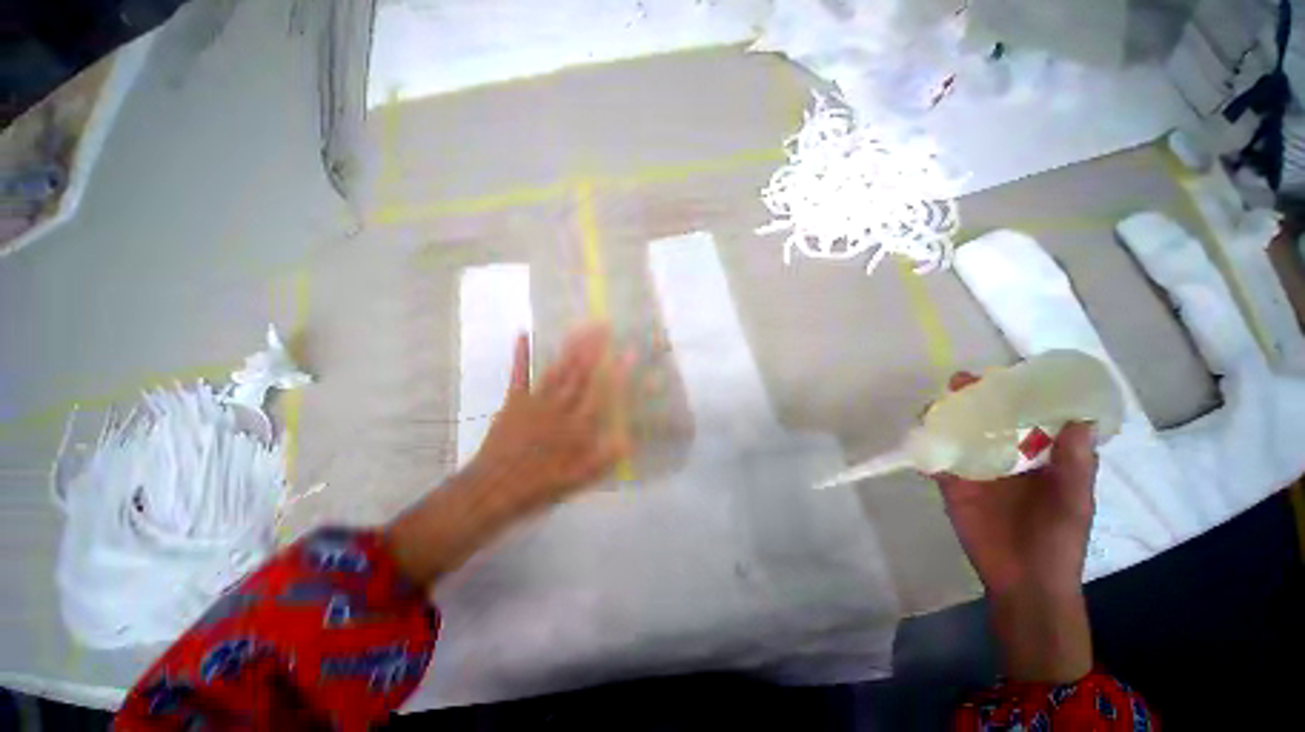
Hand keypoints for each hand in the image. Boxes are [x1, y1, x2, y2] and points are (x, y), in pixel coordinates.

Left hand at [386, 322, 631, 586]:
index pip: (603, 393)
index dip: (618, 372)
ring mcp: (535, 401)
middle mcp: (560, 407)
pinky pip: (519, 374)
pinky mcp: (514, 401)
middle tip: (604, 324)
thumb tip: (630, 440)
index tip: (629, 352)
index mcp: (577, 426)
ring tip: (581, 326)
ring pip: (557, 369)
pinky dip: (521, 354)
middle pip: (580, 373)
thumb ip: (604, 458)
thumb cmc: (539, 486)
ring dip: (570, 346)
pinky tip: (523, 334)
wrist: (493, 490)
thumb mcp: (578, 480)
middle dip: (594, 347)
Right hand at [934, 371, 1097, 682]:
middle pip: (985, 421)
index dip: (1014, 395)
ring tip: (933, 406)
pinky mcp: (951, 485)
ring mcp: (974, 470)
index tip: (1001, 375)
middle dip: (971, 400)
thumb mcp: (1075, 501)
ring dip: (943, 419)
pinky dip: (925, 449)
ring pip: (956, 435)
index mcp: (1038, 456)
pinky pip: (935, 461)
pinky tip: (918, 437)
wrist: (1025, 580)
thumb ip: (1076, 463)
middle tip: (959, 383)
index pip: (1024, 417)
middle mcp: (1005, 457)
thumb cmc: (1059, 540)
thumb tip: (1080, 418)